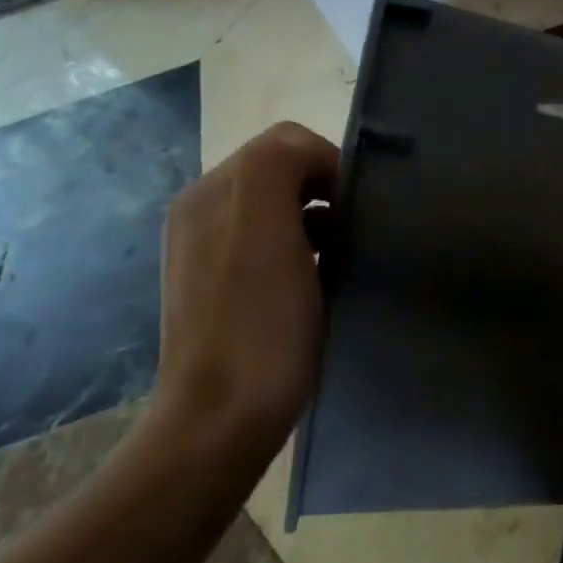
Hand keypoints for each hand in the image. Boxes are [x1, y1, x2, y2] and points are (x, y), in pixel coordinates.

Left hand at [153, 121, 338, 465]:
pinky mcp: (221, 284)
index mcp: (212, 191)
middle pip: (282, 171)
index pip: (288, 142)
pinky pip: (271, 240)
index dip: (332, 165)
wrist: (222, 420)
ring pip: (280, 206)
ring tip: (338, 257)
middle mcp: (204, 210)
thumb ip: (283, 164)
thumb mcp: (268, 224)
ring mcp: (208, 249)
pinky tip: (316, 279)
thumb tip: (318, 166)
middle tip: (352, 233)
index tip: (358, 210)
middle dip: (325, 191)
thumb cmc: (259, 323)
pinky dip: (302, 247)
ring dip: (317, 220)